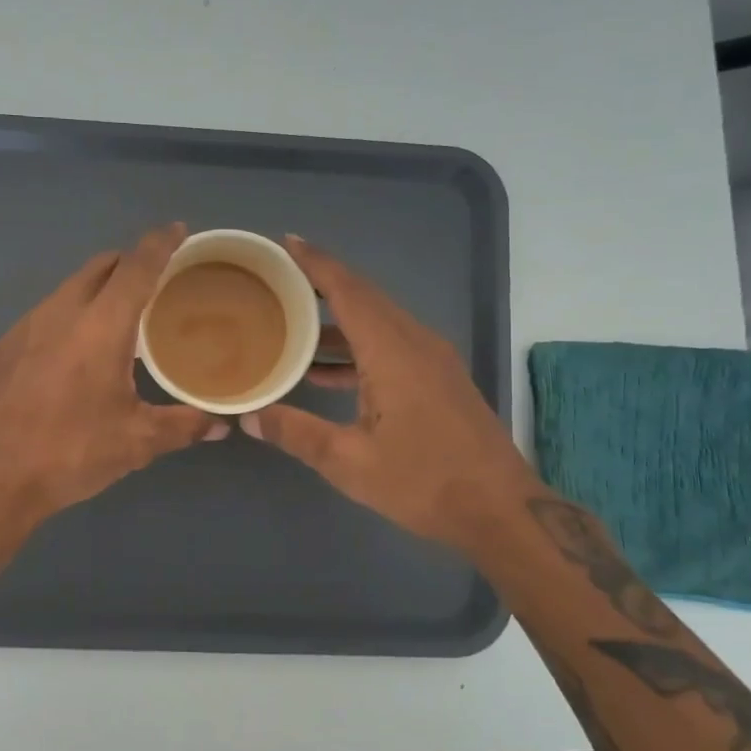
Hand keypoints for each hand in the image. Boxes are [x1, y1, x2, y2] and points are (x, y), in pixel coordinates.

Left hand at [0, 223, 225, 540]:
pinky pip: (46, 314)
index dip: (161, 243)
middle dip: (129, 262)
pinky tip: (74, 352)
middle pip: (100, 266)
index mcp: (101, 325)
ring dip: (97, 289)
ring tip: (118, 316)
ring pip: (69, 288)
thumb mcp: (134, 442)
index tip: (178, 229)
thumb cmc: (68, 452)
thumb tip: (220, 423)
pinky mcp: (2, 346)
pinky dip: (70, 315)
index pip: (137, 266)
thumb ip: (182, 425)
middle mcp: (61, 312)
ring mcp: (25, 326)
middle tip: (155, 279)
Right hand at [243, 236, 542, 555]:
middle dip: (322, 282)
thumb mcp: (349, 462)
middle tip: (279, 277)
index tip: (286, 241)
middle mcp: (415, 342)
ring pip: (378, 321)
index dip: (316, 263)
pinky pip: (390, 344)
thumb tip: (249, 416)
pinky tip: (326, 373)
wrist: (501, 510)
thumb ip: (297, 433)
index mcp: (392, 352)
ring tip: (292, 323)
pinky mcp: (439, 378)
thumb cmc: (424, 482)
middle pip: (364, 297)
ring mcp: (432, 359)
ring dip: (337, 319)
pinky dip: (357, 346)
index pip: (348, 291)